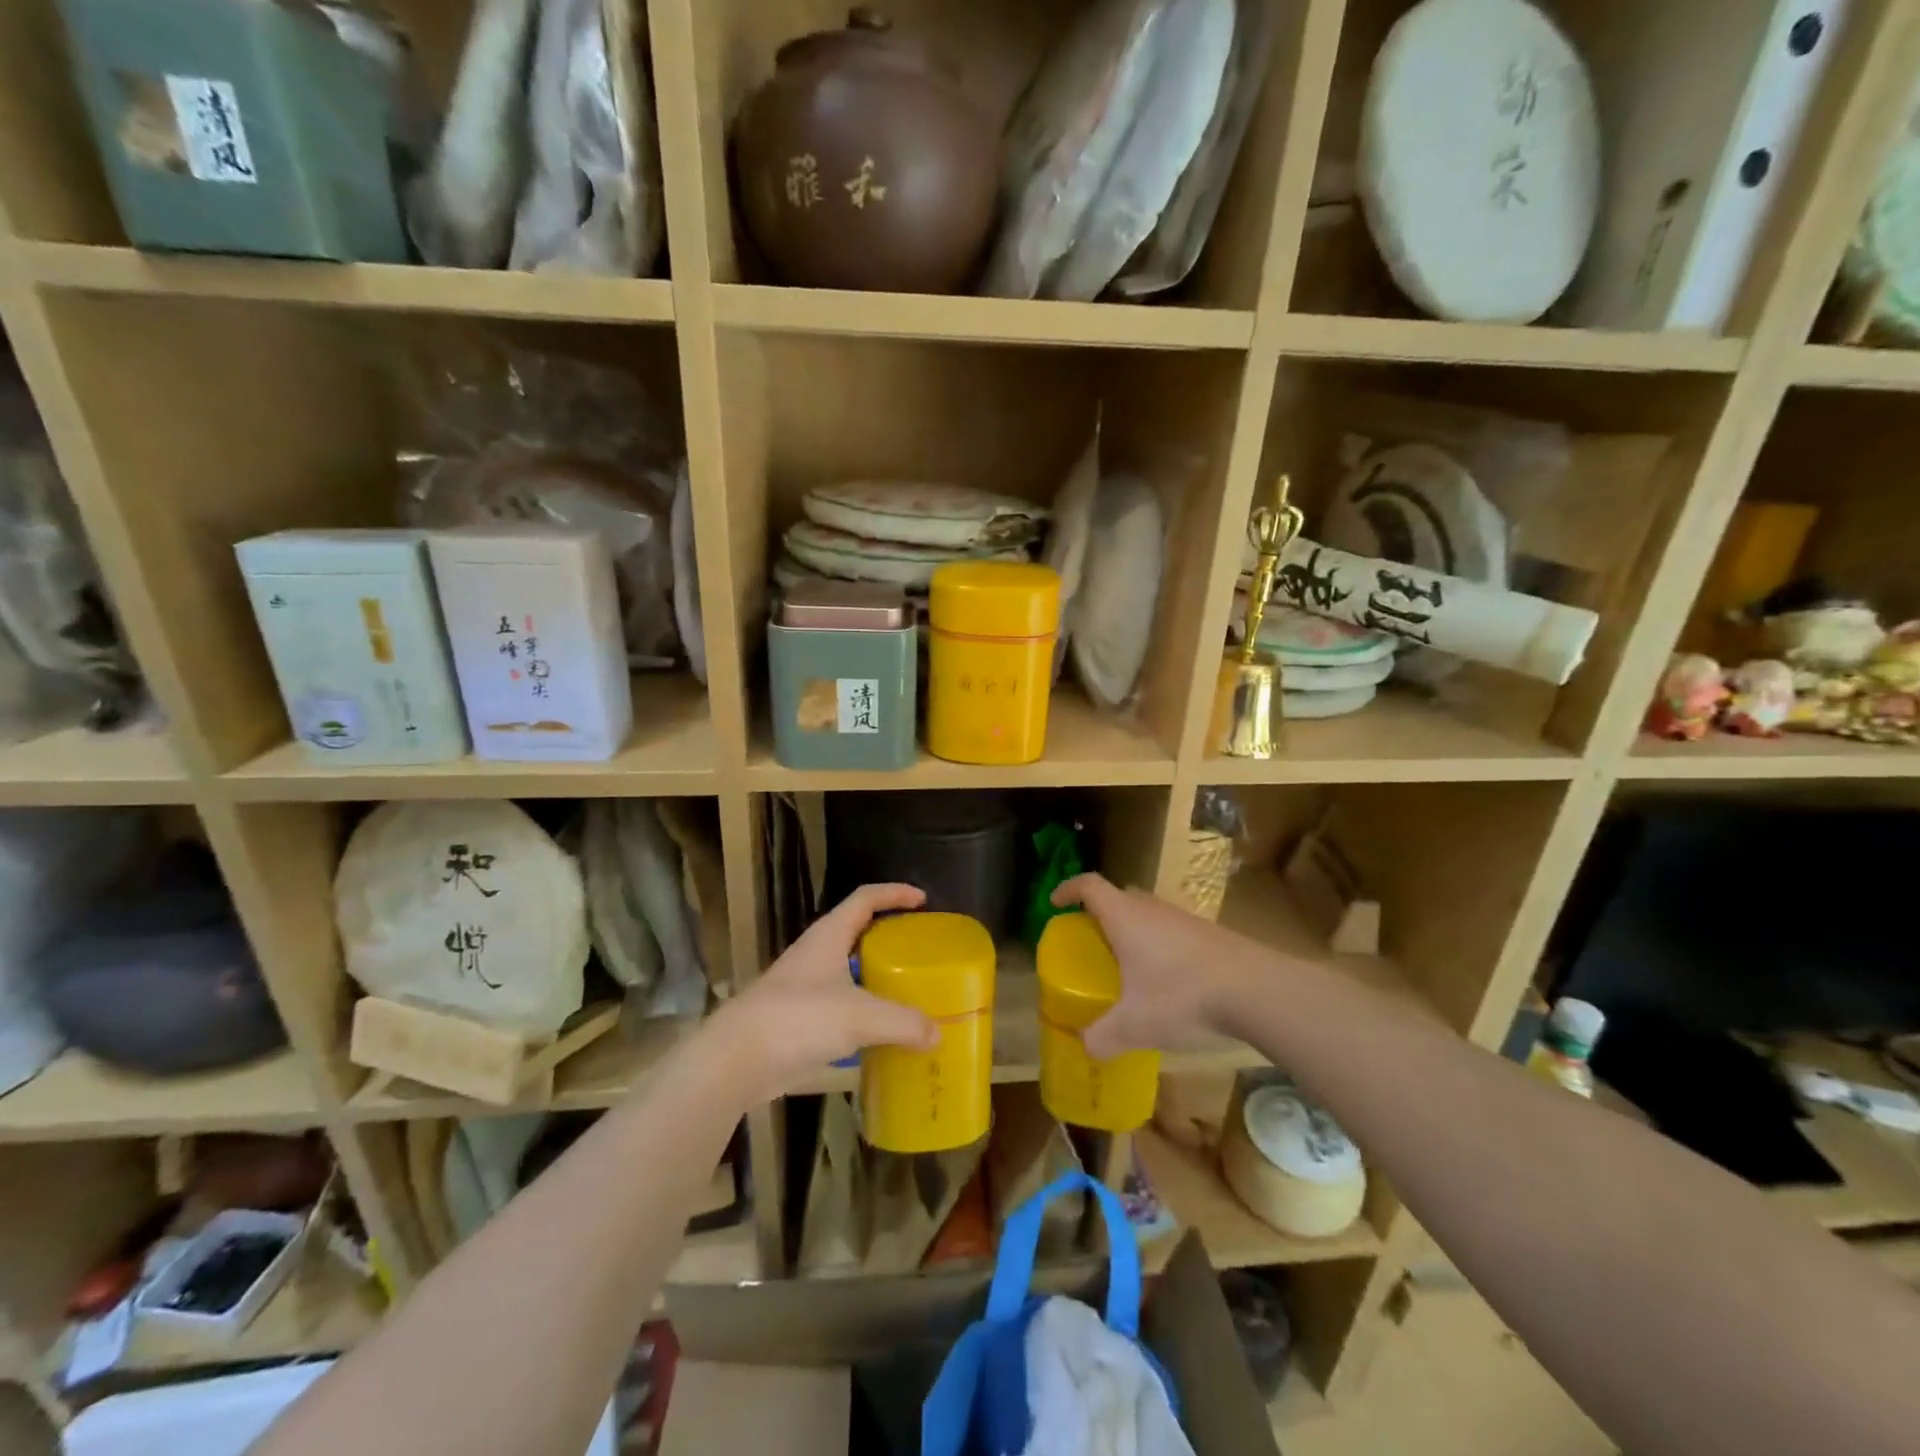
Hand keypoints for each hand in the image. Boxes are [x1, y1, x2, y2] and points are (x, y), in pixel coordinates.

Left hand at [711, 883, 937, 1101]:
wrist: (734, 1060)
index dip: (894, 893)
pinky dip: (860, 1013)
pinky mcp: (794, 1019)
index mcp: (828, 936)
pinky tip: (876, 1034)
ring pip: (846, 971)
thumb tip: (937, 1034)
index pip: (865, 898)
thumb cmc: (799, 1019)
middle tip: (918, 950)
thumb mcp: (860, 1017)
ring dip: (873, 978)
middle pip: (856, 932)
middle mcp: (814, 954)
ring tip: (904, 992)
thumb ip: (903, 1023)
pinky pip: (837, 1005)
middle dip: (887, 937)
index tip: (923, 899)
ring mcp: (801, 987)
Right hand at [1051, 873, 1252, 1057]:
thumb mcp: (1135, 1025)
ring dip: (1134, 929)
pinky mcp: (1210, 934)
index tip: (1056, 903)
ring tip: (1129, 963)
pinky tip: (1168, 980)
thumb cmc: (1182, 996)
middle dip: (1101, 912)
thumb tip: (1086, 1048)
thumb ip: (1104, 1037)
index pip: (1089, 886)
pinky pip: (1173, 930)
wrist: (1256, 990)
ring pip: (1149, 913)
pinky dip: (1160, 945)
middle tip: (1092, 939)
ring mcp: (1185, 919)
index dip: (1069, 889)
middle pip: (1120, 896)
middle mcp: (1152, 909)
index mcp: (1125, 917)